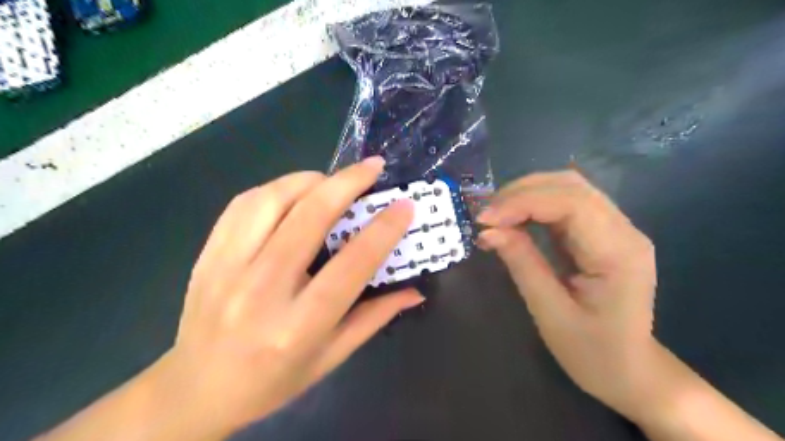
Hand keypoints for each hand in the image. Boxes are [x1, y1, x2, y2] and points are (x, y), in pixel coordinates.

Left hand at [164, 157, 426, 433]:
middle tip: (372, 167)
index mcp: (298, 326)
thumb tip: (415, 291)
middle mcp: (261, 291)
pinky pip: (243, 205)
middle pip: (309, 218)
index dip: (382, 230)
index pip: (351, 265)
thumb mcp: (331, 358)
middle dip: (347, 183)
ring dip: (310, 180)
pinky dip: (275, 188)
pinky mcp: (207, 255)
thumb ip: (374, 318)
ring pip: (272, 200)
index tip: (404, 205)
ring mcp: (227, 268)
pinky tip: (294, 192)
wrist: (197, 389)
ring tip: (333, 180)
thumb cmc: (272, 380)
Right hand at [475, 168, 657, 419]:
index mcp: (619, 252)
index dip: (522, 202)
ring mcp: (615, 229)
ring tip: (494, 215)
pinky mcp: (601, 233)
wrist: (630, 372)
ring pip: (567, 188)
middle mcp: (624, 230)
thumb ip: (522, 264)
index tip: (485, 219)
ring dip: (525, 195)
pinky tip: (513, 219)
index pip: (571, 203)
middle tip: (485, 215)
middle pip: (570, 186)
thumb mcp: (550, 312)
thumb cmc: (593, 353)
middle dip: (521, 193)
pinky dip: (533, 206)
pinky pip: (565, 205)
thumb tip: (488, 231)